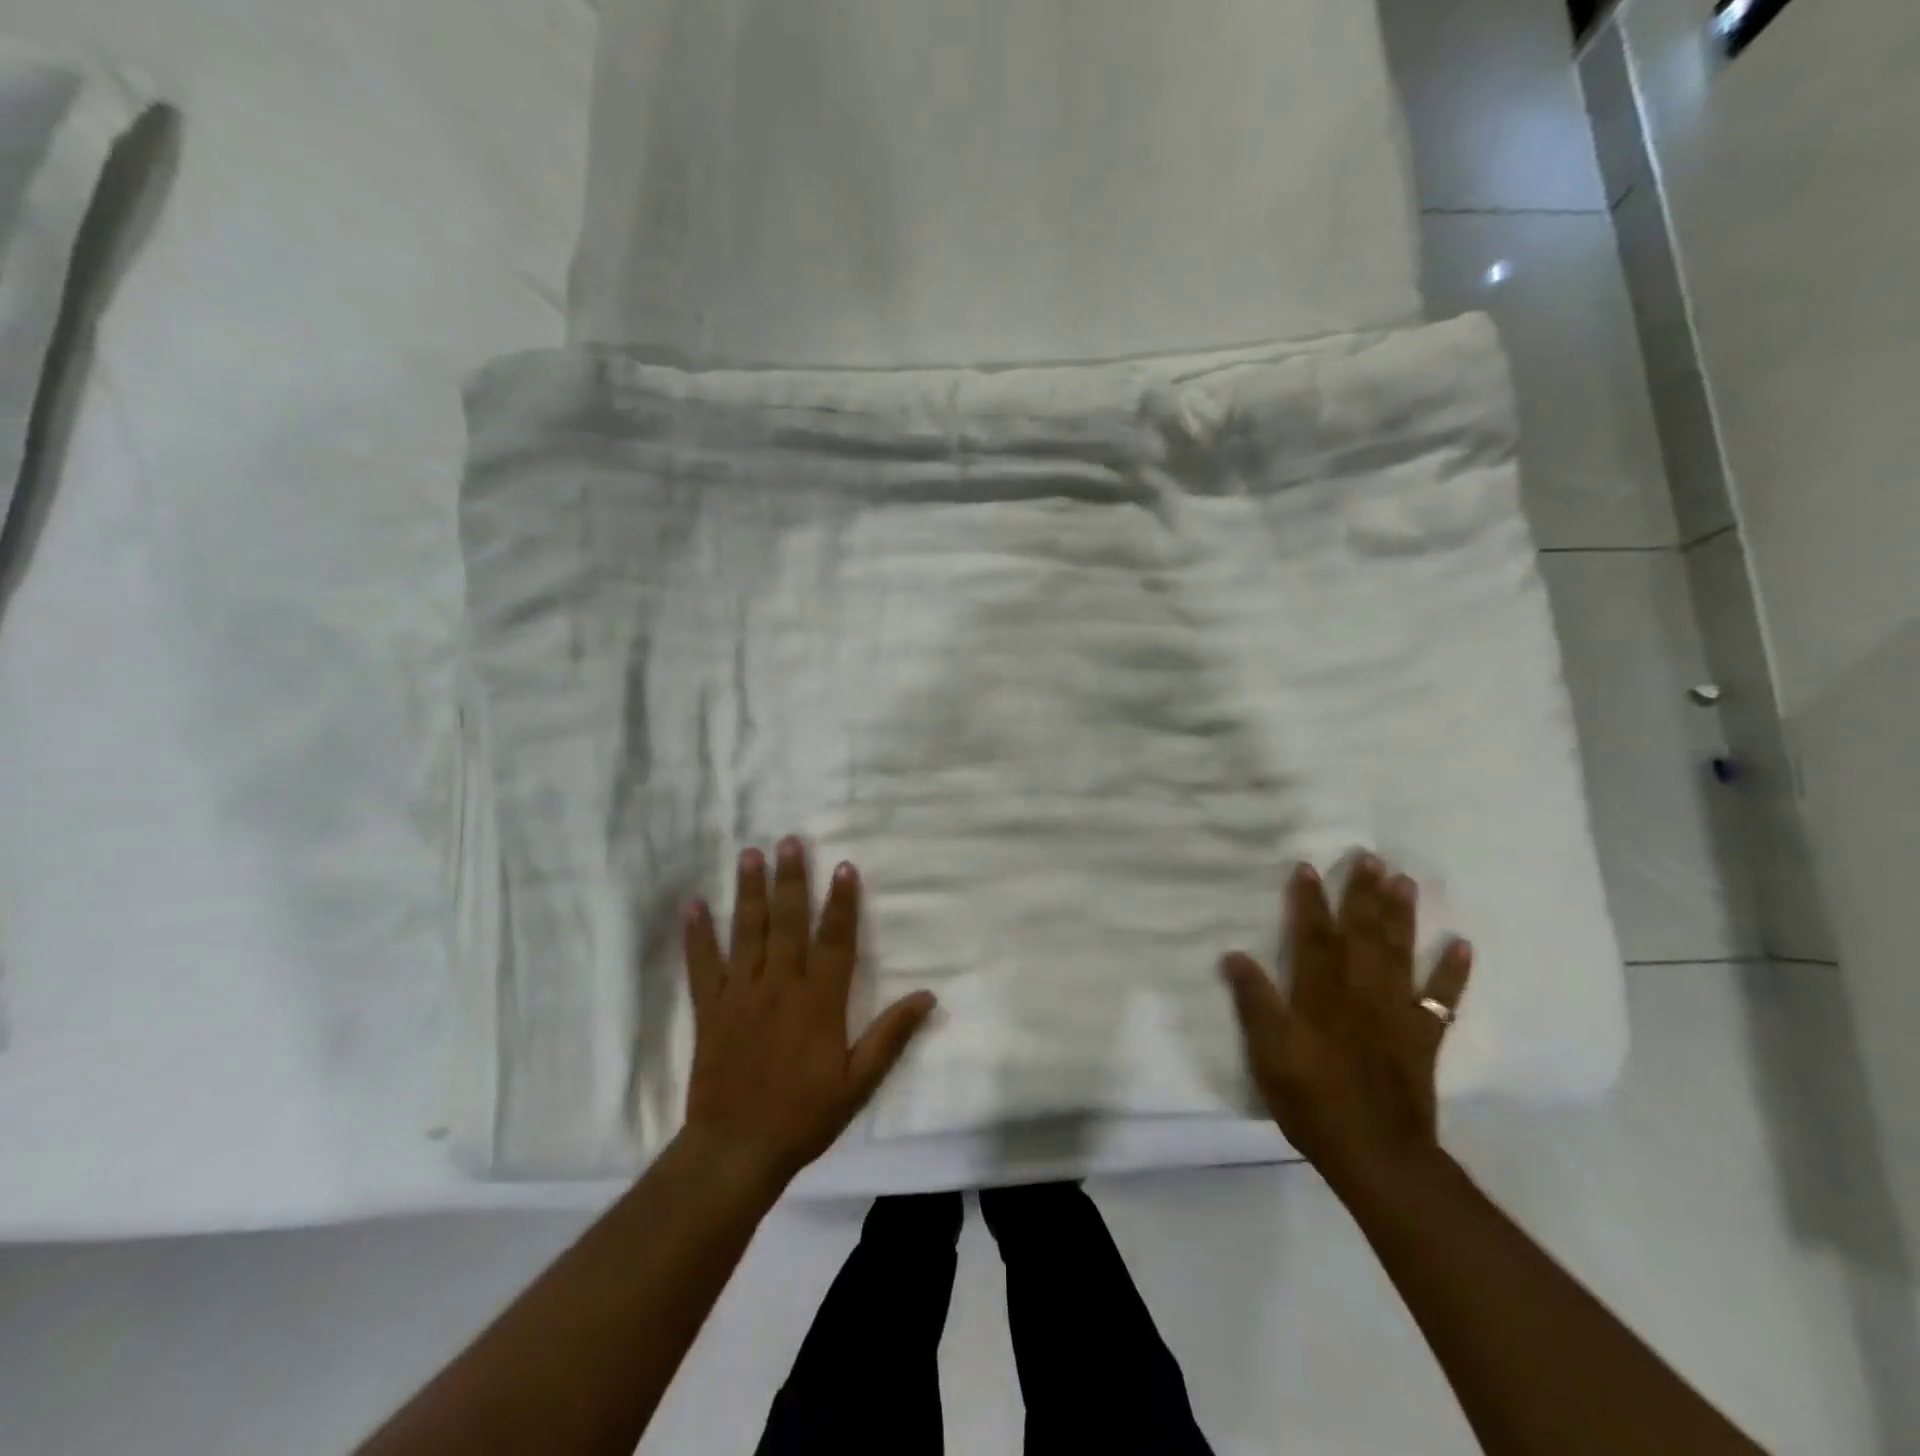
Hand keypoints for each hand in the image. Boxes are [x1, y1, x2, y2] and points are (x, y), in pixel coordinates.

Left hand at [680, 838, 936, 1191]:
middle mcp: (779, 986)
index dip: (841, 902)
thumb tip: (927, 996)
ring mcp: (740, 995)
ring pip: (747, 932)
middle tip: (789, 841)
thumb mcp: (859, 1082)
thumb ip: (891, 1036)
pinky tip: (693, 904)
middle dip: (791, 880)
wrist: (736, 1150)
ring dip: (749, 892)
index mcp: (818, 1002)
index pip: (835, 940)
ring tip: (750, 854)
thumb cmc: (804, 1116)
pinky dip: (697, 935)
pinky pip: (701, 965)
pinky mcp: (709, 1010)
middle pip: (788, 923)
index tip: (843, 866)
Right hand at [1222, 854, 1472, 1190]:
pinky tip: (1462, 946)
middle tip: (1371, 857)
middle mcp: (1361, 993)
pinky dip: (1453, 972)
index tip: (1309, 867)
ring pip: (1400, 954)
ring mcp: (1397, 1013)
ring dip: (1402, 916)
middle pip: (1363, 935)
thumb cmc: (1312, 1101)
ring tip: (1406, 881)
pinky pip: (1441, 999)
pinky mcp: (1422, 1038)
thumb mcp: (1267, 1055)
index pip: (1314, 937)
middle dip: (1364, 894)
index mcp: (1321, 996)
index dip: (1309, 901)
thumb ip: (1254, 1003)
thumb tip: (1235, 955)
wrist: (1377, 1155)